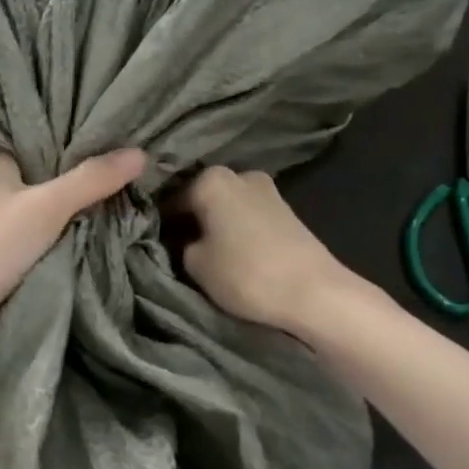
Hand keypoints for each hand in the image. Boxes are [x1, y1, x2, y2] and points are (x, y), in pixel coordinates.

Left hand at [0, 149, 145, 340]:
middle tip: (122, 165)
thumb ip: (91, 180)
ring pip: (34, 204)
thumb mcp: (47, 207)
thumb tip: (141, 153)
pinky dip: (53, 230)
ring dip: (65, 204)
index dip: (69, 131)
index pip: (36, 135)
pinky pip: (29, 233)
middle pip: (39, 171)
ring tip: (112, 195)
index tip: (108, 131)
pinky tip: (80, 232)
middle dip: (75, 171)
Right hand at [178, 166, 388, 335]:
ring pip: (226, 205)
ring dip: (215, 224)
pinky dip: (237, 229)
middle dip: (190, 218)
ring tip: (207, 254)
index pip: (170, 198)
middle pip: (201, 196)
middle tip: (177, 248)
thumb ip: (180, 244)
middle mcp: (238, 175)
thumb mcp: (194, 263)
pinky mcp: (287, 210)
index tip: (153, 243)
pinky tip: (233, 252)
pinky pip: (247, 216)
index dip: (159, 222)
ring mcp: (267, 190)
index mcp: (210, 179)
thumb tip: (181, 238)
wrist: (315, 293)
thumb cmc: (246, 274)